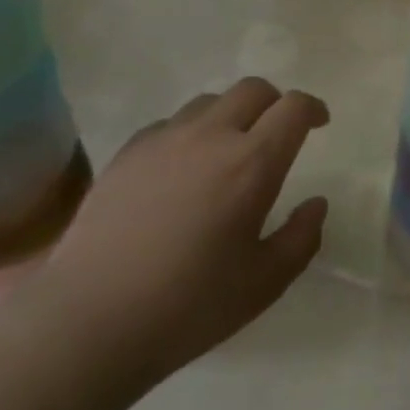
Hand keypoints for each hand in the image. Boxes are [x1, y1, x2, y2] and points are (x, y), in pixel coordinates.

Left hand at [27, 78, 329, 393]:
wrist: (90, 319)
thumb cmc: (189, 306)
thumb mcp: (264, 283)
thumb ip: (301, 238)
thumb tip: (316, 203)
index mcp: (252, 163)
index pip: (294, 108)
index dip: (313, 108)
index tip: (319, 124)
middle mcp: (211, 136)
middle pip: (254, 89)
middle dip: (276, 103)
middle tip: (278, 134)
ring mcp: (164, 139)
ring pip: (211, 101)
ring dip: (232, 115)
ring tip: (229, 151)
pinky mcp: (129, 151)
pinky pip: (171, 123)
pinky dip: (191, 133)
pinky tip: (182, 170)